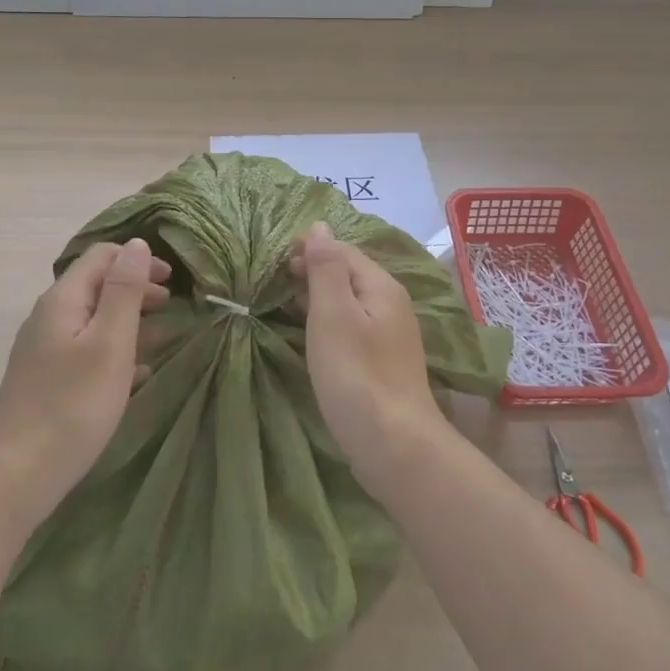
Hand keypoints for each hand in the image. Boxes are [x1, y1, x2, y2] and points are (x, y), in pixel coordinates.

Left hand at [0, 238, 170, 517]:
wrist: (17, 473)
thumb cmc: (73, 403)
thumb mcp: (110, 342)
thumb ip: (125, 291)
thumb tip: (137, 244)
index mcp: (63, 300)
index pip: (102, 256)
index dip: (138, 260)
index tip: (172, 281)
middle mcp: (50, 317)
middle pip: (98, 286)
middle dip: (137, 290)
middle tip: (173, 308)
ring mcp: (46, 350)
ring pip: (95, 320)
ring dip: (131, 321)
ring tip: (165, 338)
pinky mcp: (49, 379)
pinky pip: (89, 350)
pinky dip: (117, 351)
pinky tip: (139, 373)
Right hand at [290, 222, 439, 487]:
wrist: (394, 444)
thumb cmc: (356, 375)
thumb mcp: (333, 315)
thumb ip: (326, 269)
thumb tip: (320, 226)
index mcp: (381, 286)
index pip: (343, 251)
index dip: (310, 248)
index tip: (275, 260)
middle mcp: (391, 304)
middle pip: (348, 274)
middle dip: (313, 271)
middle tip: (275, 283)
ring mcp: (390, 335)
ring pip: (350, 302)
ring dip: (319, 297)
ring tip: (286, 304)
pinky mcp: (382, 362)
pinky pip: (353, 327)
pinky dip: (329, 322)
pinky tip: (312, 335)